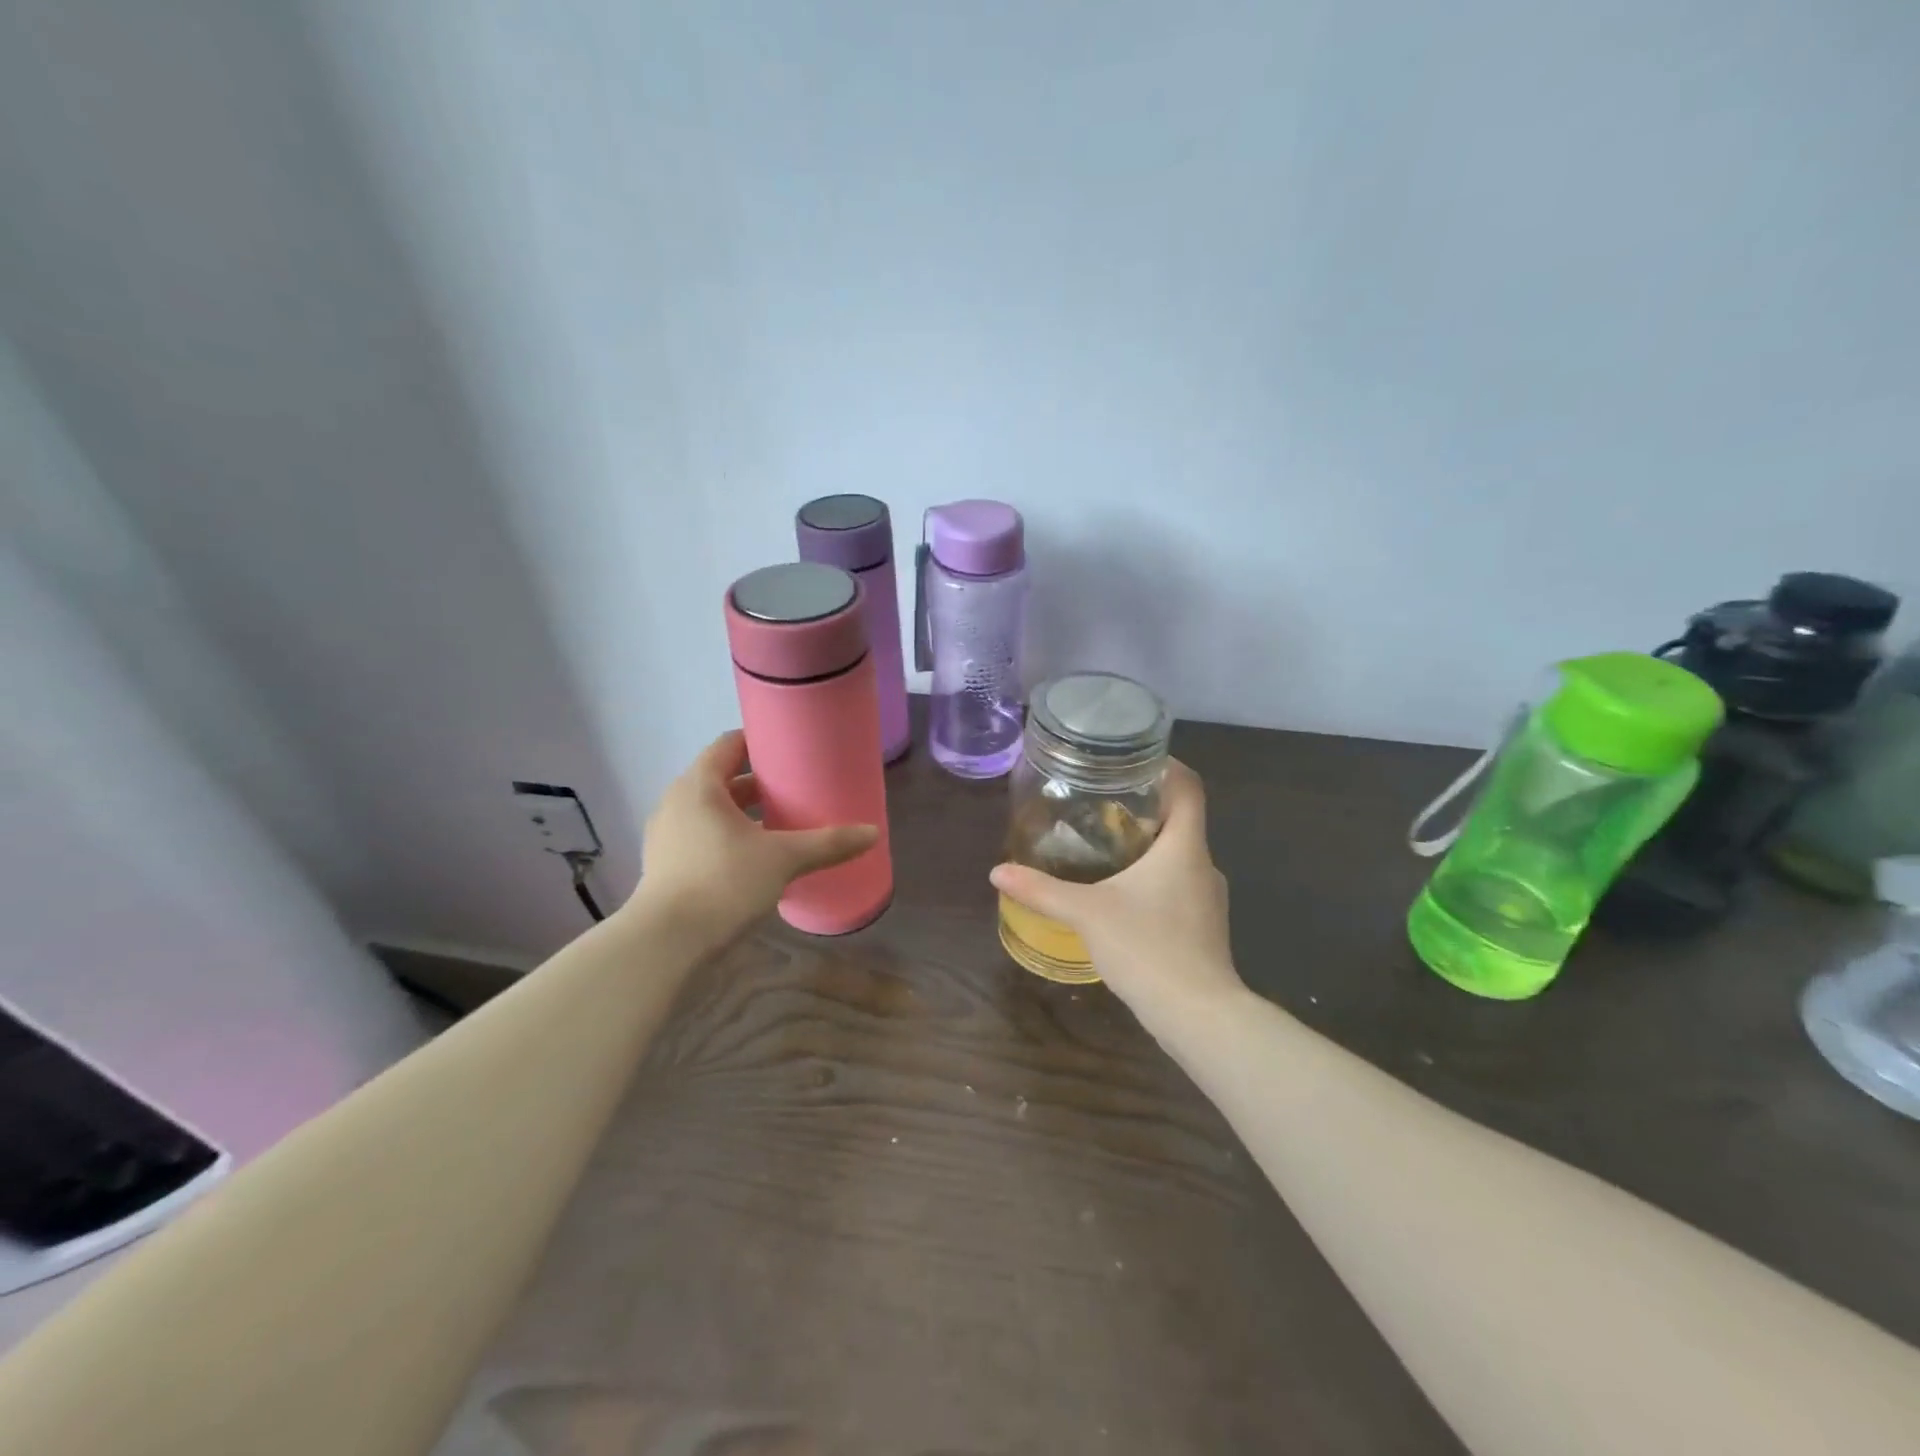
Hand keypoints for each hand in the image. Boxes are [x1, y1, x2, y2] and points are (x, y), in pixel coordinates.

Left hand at [630, 731, 878, 947]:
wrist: (666, 943)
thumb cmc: (723, 882)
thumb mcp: (783, 859)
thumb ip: (828, 844)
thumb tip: (872, 833)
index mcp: (699, 786)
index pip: (728, 745)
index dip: (758, 741)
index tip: (789, 748)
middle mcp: (676, 802)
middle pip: (720, 778)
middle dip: (757, 783)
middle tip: (794, 788)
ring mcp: (666, 836)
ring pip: (710, 811)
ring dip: (742, 813)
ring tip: (778, 823)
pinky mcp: (665, 866)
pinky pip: (701, 836)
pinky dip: (727, 837)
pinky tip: (753, 857)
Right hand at [989, 761, 1243, 1022]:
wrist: (1199, 1016)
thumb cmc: (1148, 948)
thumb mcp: (1087, 913)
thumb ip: (1042, 890)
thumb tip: (998, 872)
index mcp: (1185, 847)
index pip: (1189, 787)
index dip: (1167, 766)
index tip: (1132, 760)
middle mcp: (1204, 865)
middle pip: (1181, 819)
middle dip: (1143, 807)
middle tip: (1100, 802)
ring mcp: (1208, 899)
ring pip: (1178, 856)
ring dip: (1147, 846)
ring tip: (1104, 845)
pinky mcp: (1204, 927)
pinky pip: (1178, 886)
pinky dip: (1153, 878)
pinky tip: (1121, 895)